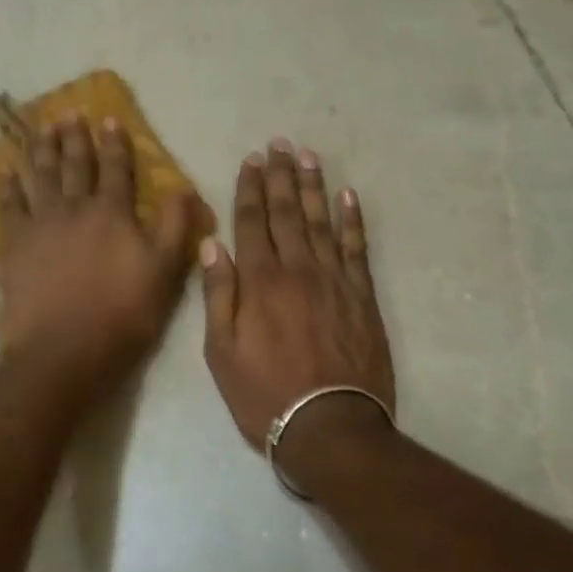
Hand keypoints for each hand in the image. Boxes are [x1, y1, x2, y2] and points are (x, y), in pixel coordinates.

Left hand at [0, 114, 196, 386]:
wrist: (63, 350)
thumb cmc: (122, 315)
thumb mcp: (165, 273)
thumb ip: (175, 227)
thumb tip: (183, 186)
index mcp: (112, 213)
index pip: (116, 169)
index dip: (115, 144)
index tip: (110, 120)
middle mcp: (74, 209)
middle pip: (74, 165)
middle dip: (74, 138)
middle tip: (68, 113)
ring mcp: (41, 224)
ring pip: (41, 177)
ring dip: (41, 150)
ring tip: (41, 129)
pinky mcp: (14, 245)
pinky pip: (9, 207)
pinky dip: (6, 187)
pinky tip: (3, 172)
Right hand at [200, 140, 395, 452]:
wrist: (330, 427)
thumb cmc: (264, 394)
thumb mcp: (222, 352)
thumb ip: (218, 295)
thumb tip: (211, 245)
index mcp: (259, 281)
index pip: (251, 222)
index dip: (249, 188)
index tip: (250, 160)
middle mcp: (297, 269)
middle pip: (287, 212)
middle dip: (280, 176)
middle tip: (279, 144)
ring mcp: (334, 280)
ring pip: (322, 221)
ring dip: (314, 186)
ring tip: (308, 156)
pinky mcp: (362, 296)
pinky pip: (357, 248)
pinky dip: (353, 220)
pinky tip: (348, 196)